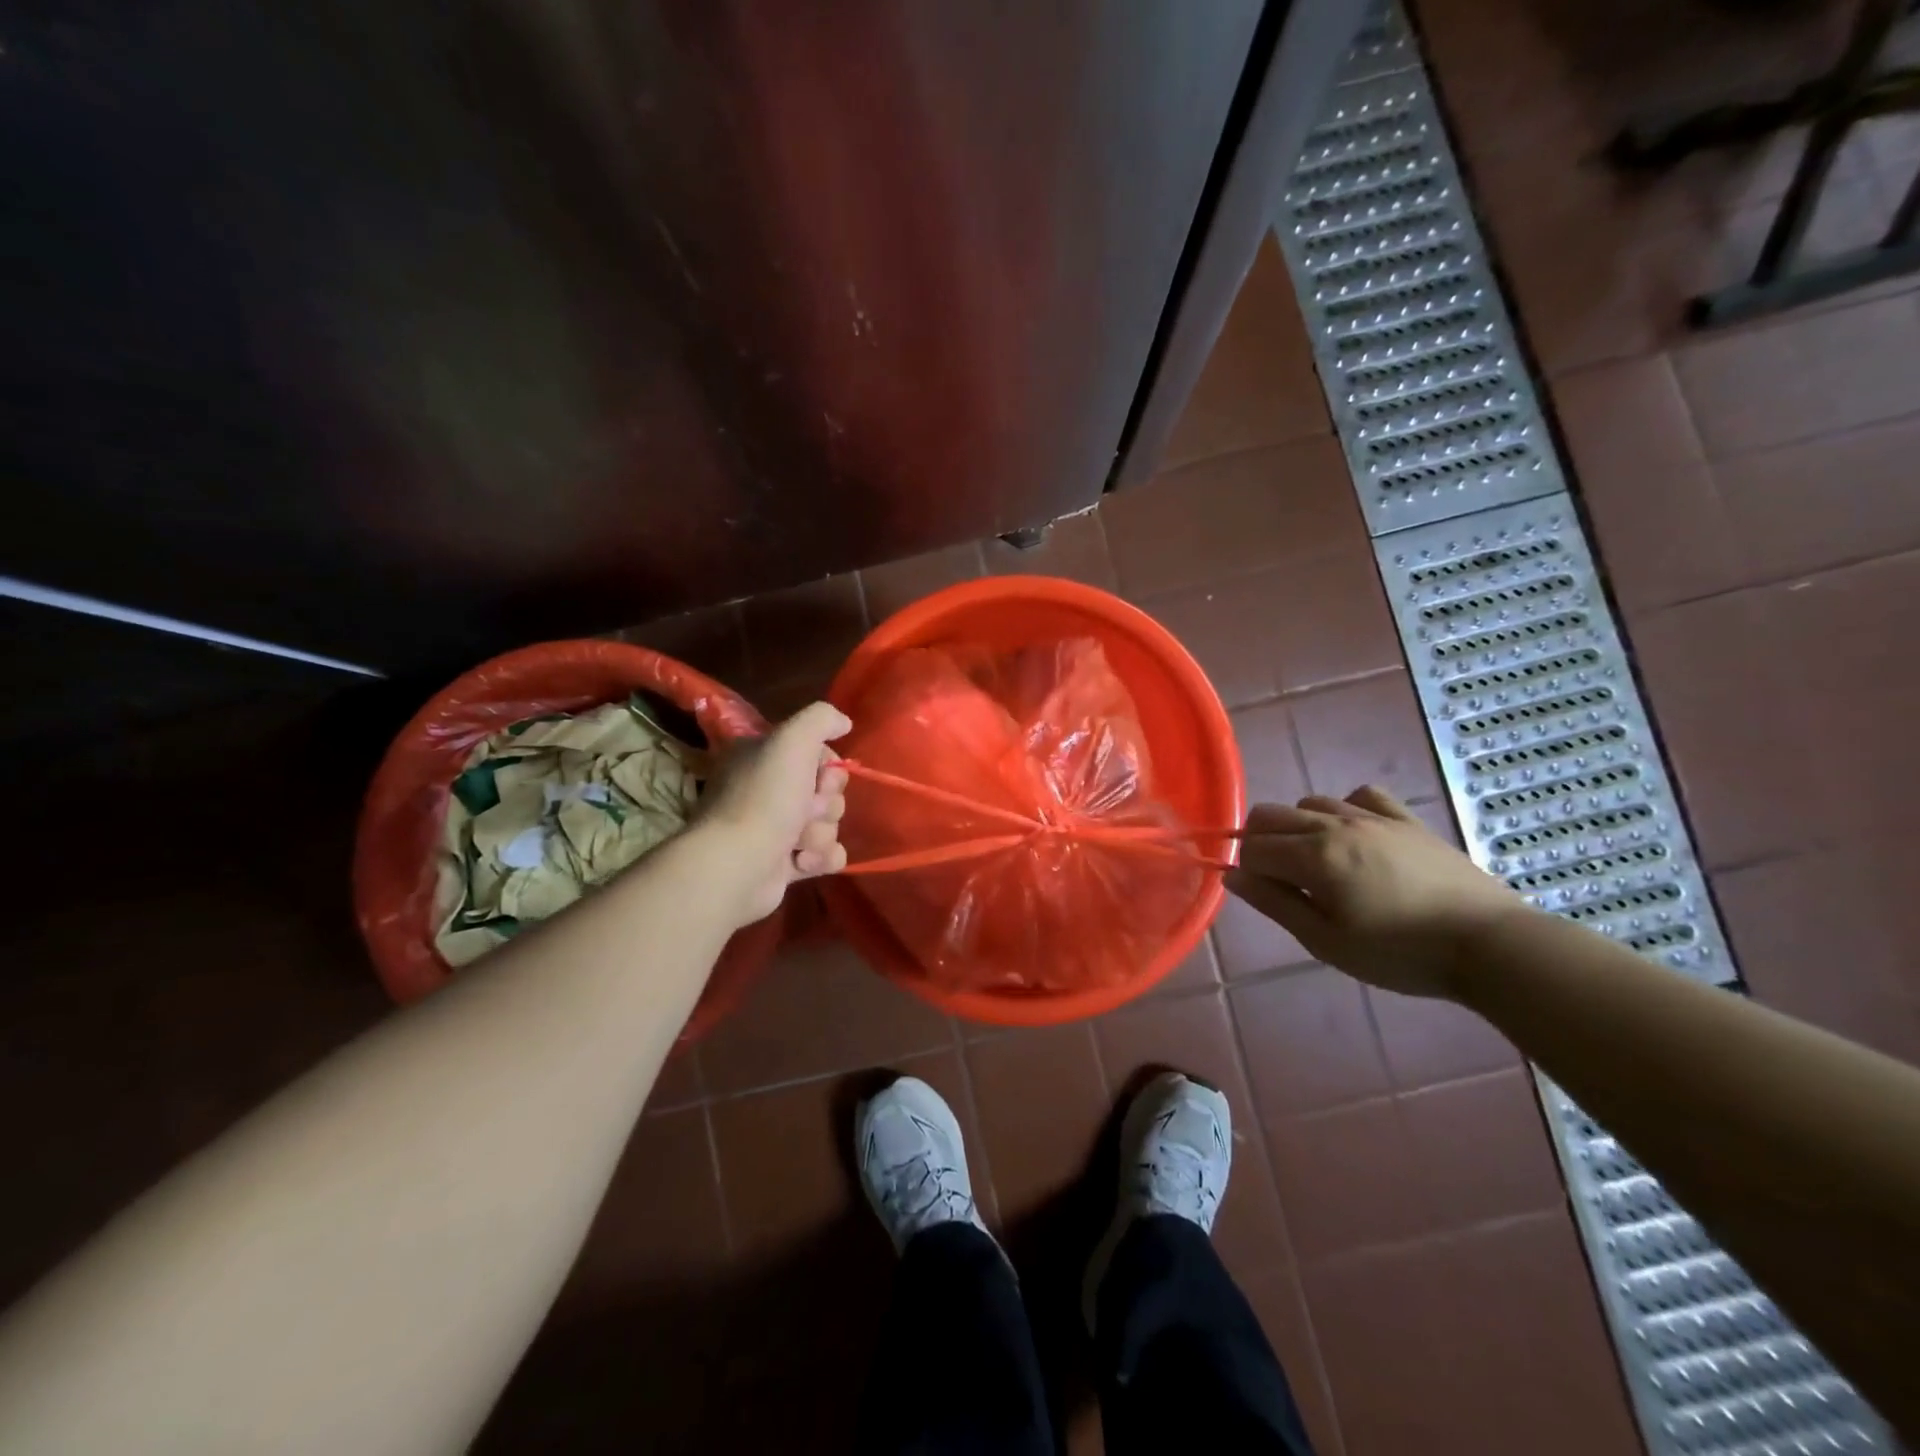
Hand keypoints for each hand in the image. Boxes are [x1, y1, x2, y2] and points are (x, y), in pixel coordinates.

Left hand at [698, 701, 852, 927]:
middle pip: (827, 791)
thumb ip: (821, 719)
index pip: (817, 754)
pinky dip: (821, 858)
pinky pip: (826, 855)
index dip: (828, 767)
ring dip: (820, 834)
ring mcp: (775, 829)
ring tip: (797, 843)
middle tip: (806, 811)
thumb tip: (844, 723)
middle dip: (825, 804)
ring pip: (828, 824)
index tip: (818, 776)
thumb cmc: (765, 798)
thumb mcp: (792, 740)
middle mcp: (767, 789)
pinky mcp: (785, 863)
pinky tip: (803, 862)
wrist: (739, 864)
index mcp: (763, 757)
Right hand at [1225, 785, 1527, 998]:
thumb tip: (1232, 876)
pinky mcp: (1406, 819)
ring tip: (1318, 862)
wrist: (1490, 944)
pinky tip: (1356, 835)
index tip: (1264, 894)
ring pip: (1311, 802)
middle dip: (1261, 841)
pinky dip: (1345, 809)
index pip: (1253, 847)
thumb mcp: (1326, 941)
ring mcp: (1373, 817)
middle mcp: (1335, 824)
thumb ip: (1275, 904)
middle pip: (1272, 815)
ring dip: (1298, 826)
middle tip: (1281, 880)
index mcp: (1313, 856)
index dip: (1247, 869)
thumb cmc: (1400, 953)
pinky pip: (1361, 795)